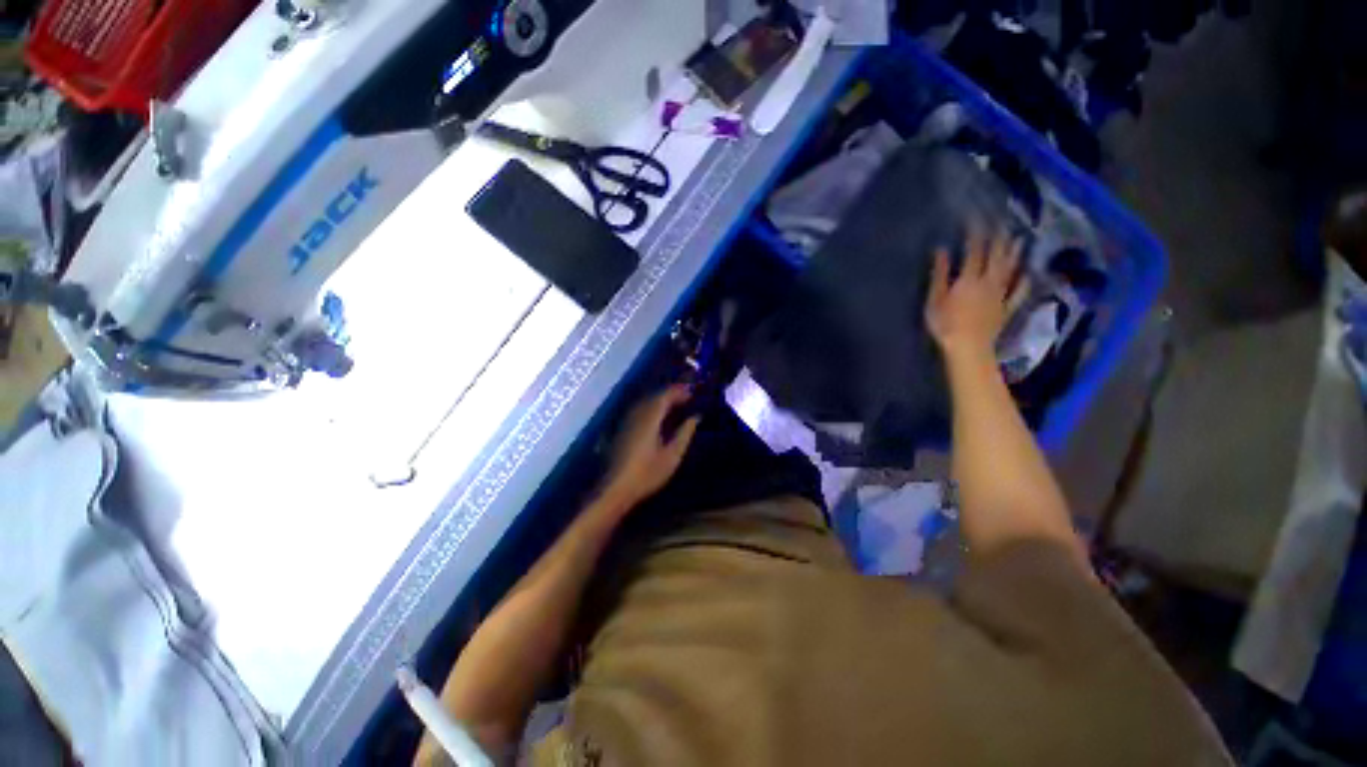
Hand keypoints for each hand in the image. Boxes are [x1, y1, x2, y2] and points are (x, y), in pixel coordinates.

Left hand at [601, 386, 699, 509]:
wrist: (616, 488)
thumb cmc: (647, 474)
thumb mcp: (672, 456)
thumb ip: (684, 433)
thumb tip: (695, 417)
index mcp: (650, 418)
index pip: (665, 396)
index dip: (679, 391)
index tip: (692, 391)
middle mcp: (637, 414)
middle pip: (654, 396)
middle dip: (671, 393)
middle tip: (687, 396)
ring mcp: (628, 421)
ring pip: (646, 402)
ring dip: (661, 399)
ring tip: (677, 404)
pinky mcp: (623, 429)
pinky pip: (640, 409)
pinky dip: (653, 407)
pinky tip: (660, 416)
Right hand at [926, 225, 1021, 357]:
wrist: (968, 348)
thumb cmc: (945, 324)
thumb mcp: (935, 299)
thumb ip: (940, 274)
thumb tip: (942, 250)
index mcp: (969, 279)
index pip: (974, 251)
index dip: (975, 233)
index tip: (976, 218)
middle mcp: (989, 282)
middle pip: (997, 256)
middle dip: (998, 238)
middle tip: (1001, 222)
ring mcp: (1001, 295)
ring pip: (1011, 269)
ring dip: (1015, 253)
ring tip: (1019, 238)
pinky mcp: (1007, 309)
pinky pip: (1019, 292)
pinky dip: (1024, 281)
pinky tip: (1028, 274)